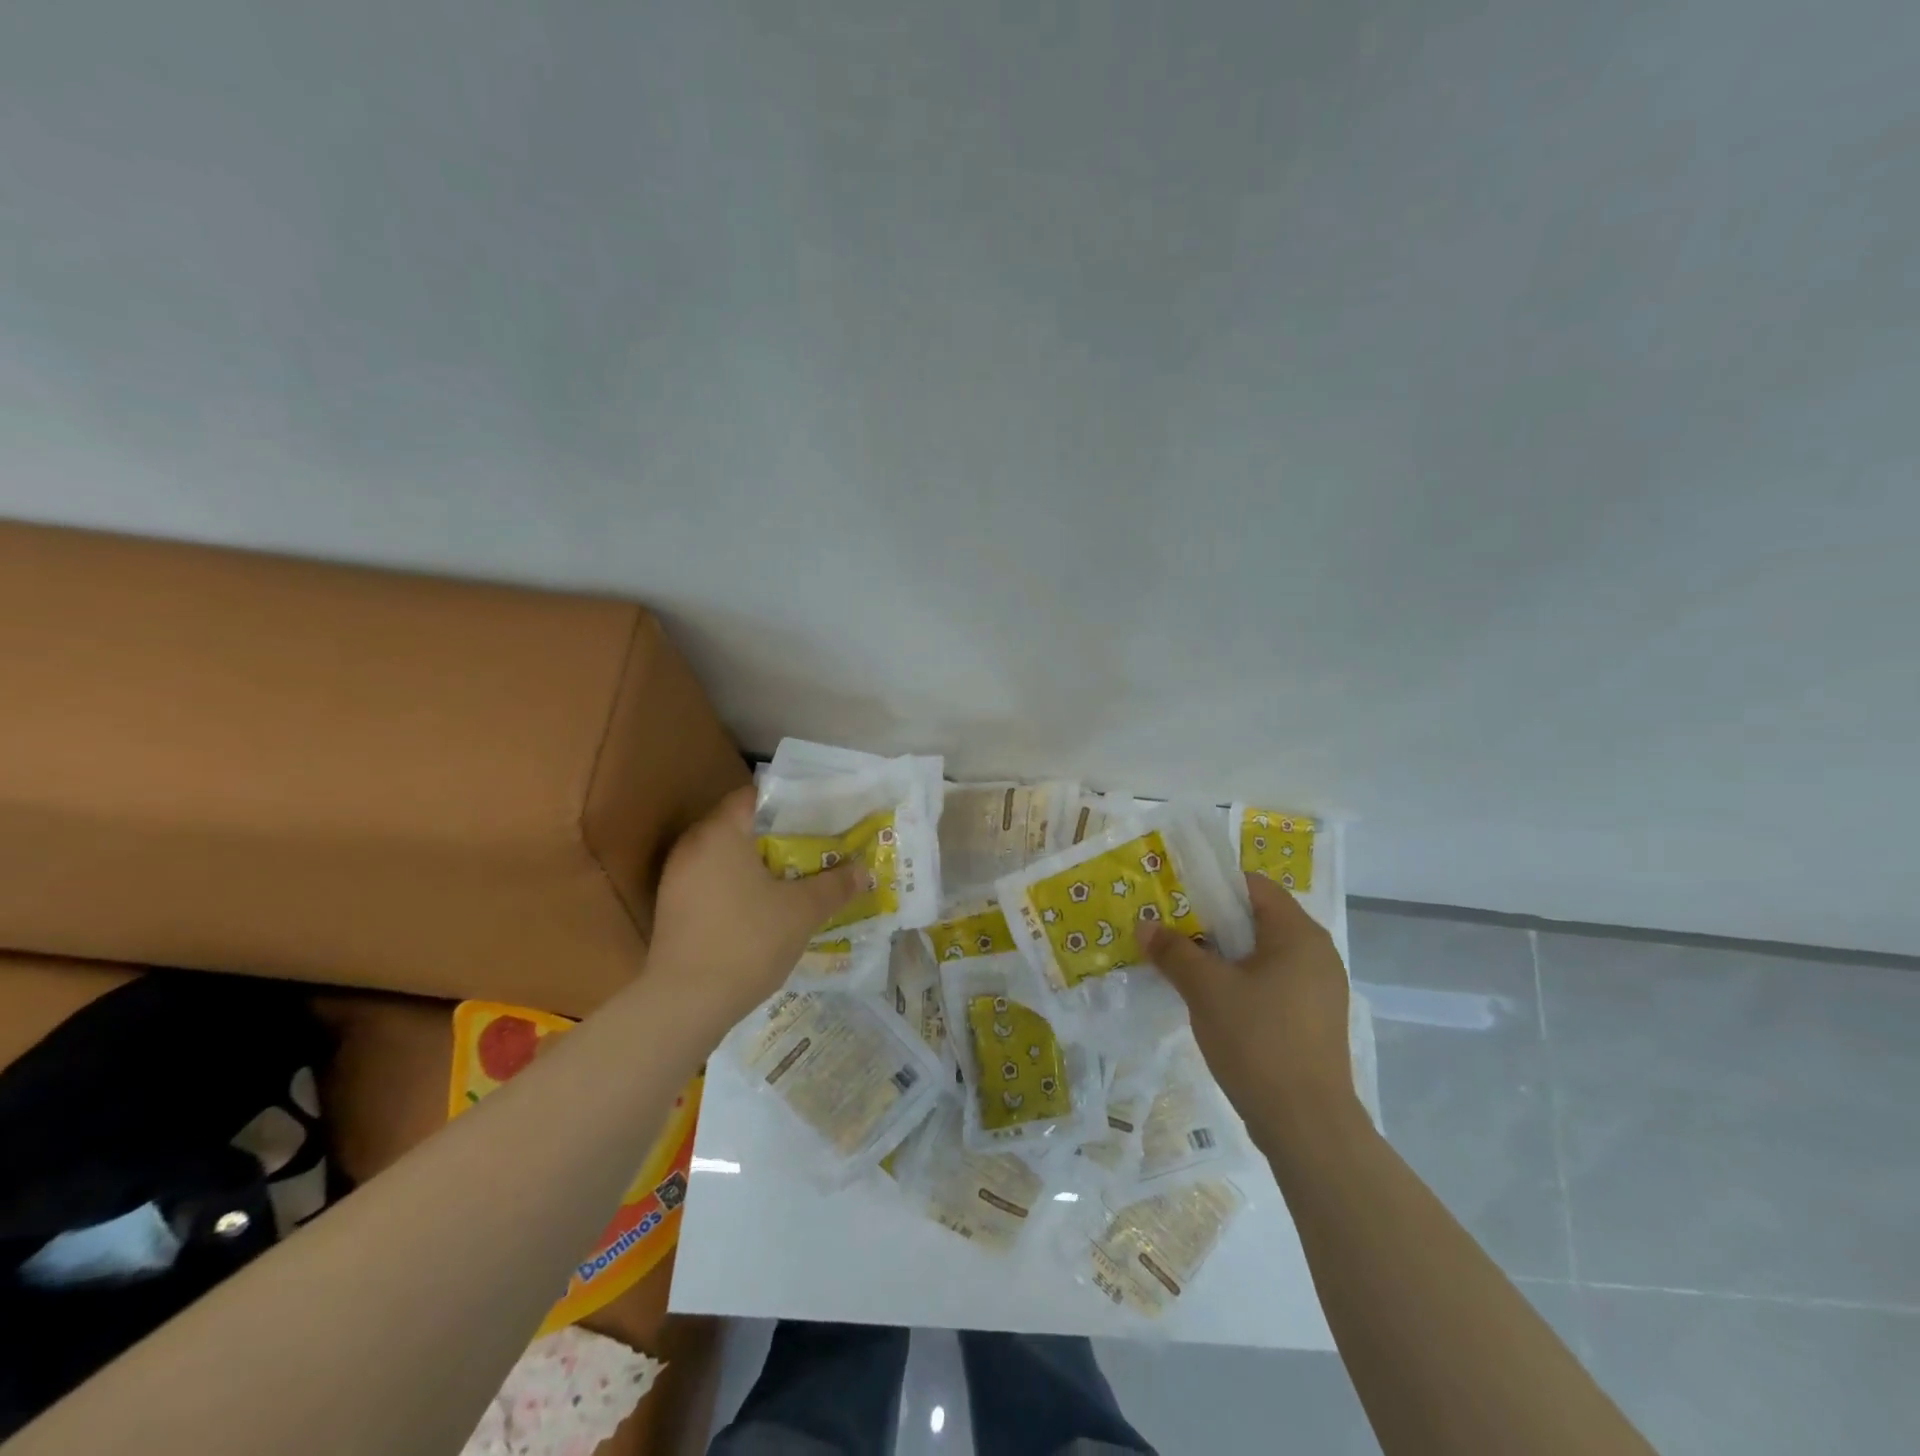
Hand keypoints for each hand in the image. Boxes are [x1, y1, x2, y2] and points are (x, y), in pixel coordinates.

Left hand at [645, 787, 862, 1032]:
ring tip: (797, 875)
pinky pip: (713, 881)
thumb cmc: (748, 942)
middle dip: (779, 834)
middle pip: (741, 825)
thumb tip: (863, 871)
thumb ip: (834, 885)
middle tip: (816, 844)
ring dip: (759, 862)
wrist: (685, 1004)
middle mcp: (693, 846)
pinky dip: (739, 885)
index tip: (819, 814)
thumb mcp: (802, 912)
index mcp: (721, 833)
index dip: (790, 802)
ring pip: (726, 856)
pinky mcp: (673, 908)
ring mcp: (677, 879)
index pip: (755, 796)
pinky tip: (766, 906)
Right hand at [1138, 873, 1359, 1144]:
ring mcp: (1319, 989)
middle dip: (1211, 921)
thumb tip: (1145, 925)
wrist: (1307, 1126)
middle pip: (1257, 918)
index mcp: (1299, 934)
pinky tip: (1211, 999)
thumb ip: (1174, 951)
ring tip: (1183, 963)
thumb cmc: (1258, 1041)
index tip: (1175, 896)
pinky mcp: (1313, 1019)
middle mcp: (1317, 953)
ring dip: (1223, 954)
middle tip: (1171, 929)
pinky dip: (1241, 980)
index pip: (1254, 886)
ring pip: (1262, 953)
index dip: (1212, 885)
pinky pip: (1272, 982)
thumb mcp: (1206, 990)